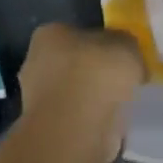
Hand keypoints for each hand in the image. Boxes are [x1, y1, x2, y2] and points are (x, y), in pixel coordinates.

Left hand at [18, 23, 145, 162]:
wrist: (75, 128)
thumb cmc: (97, 75)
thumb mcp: (126, 45)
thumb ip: (126, 45)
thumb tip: (126, 56)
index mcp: (49, 35)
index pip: (77, 33)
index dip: (102, 44)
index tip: (122, 59)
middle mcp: (35, 62)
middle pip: (73, 64)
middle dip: (95, 73)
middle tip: (123, 83)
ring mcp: (36, 98)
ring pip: (72, 93)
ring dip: (92, 100)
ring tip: (120, 107)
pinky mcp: (45, 127)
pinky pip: (75, 118)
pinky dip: (90, 121)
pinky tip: (109, 125)